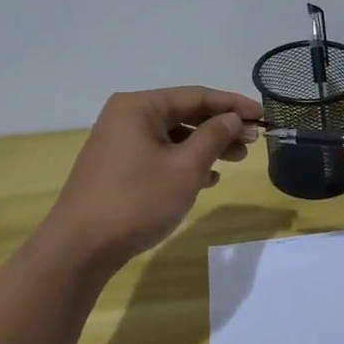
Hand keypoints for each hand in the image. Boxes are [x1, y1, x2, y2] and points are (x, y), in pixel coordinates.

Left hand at [49, 86, 263, 271]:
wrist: (81, 248)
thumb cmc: (138, 200)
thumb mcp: (186, 167)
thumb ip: (213, 137)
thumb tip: (232, 119)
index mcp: (140, 107)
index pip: (197, 96)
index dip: (233, 105)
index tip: (263, 115)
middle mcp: (126, 118)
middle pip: (184, 114)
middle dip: (221, 127)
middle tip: (253, 142)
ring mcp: (119, 144)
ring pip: (174, 137)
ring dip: (206, 146)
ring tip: (236, 160)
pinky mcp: (118, 169)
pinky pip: (160, 155)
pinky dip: (185, 162)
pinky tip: (207, 179)